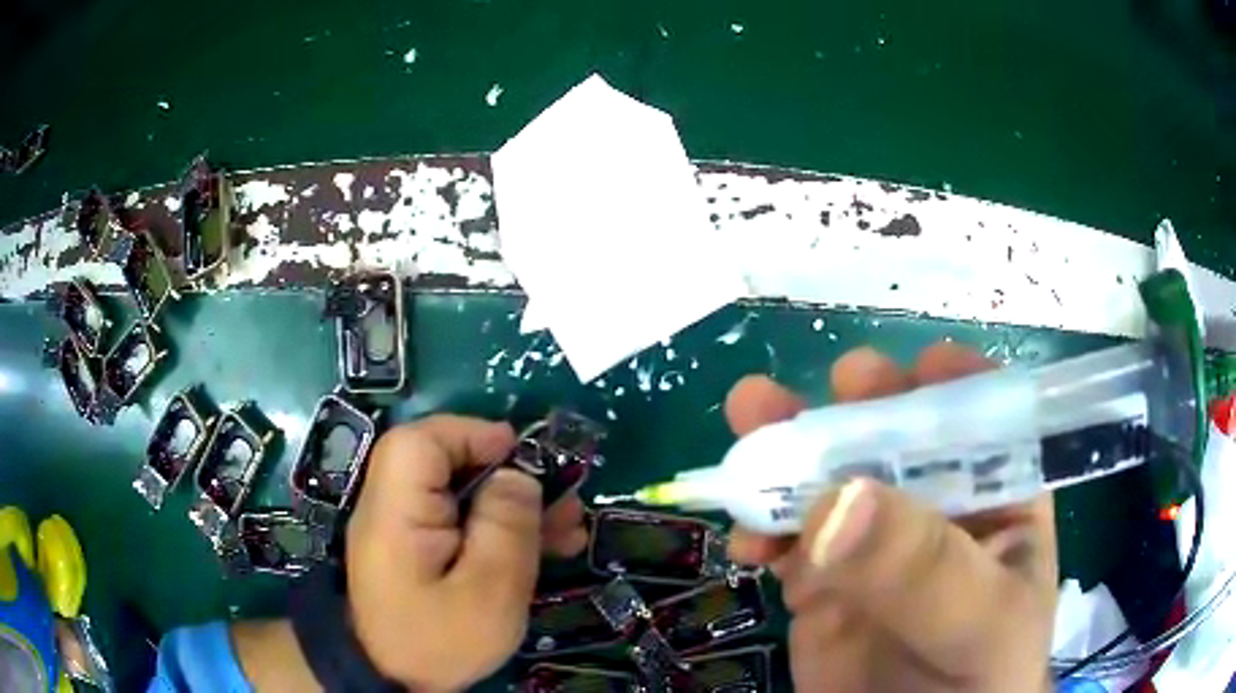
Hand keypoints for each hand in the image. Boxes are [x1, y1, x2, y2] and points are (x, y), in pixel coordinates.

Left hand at [345, 415, 588, 689]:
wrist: (396, 681)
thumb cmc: (441, 640)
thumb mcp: (489, 591)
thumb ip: (506, 527)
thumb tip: (519, 475)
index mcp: (397, 511)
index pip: (422, 442)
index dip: (471, 434)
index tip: (523, 454)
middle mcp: (393, 508)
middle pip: (445, 464)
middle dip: (509, 475)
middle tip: (563, 499)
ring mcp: (404, 530)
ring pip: (460, 494)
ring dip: (514, 505)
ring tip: (569, 528)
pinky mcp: (418, 550)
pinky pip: (459, 523)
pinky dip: (498, 528)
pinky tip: (546, 546)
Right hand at [724, 343, 1057, 691]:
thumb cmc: (978, 680)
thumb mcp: (976, 625)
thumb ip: (924, 568)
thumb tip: (838, 500)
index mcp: (1001, 498)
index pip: (989, 418)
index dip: (957, 384)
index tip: (917, 370)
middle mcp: (938, 507)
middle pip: (900, 434)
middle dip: (864, 404)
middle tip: (833, 389)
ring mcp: (875, 543)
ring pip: (832, 476)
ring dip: (790, 449)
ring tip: (752, 420)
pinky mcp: (824, 578)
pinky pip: (788, 536)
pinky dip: (760, 525)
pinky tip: (744, 539)